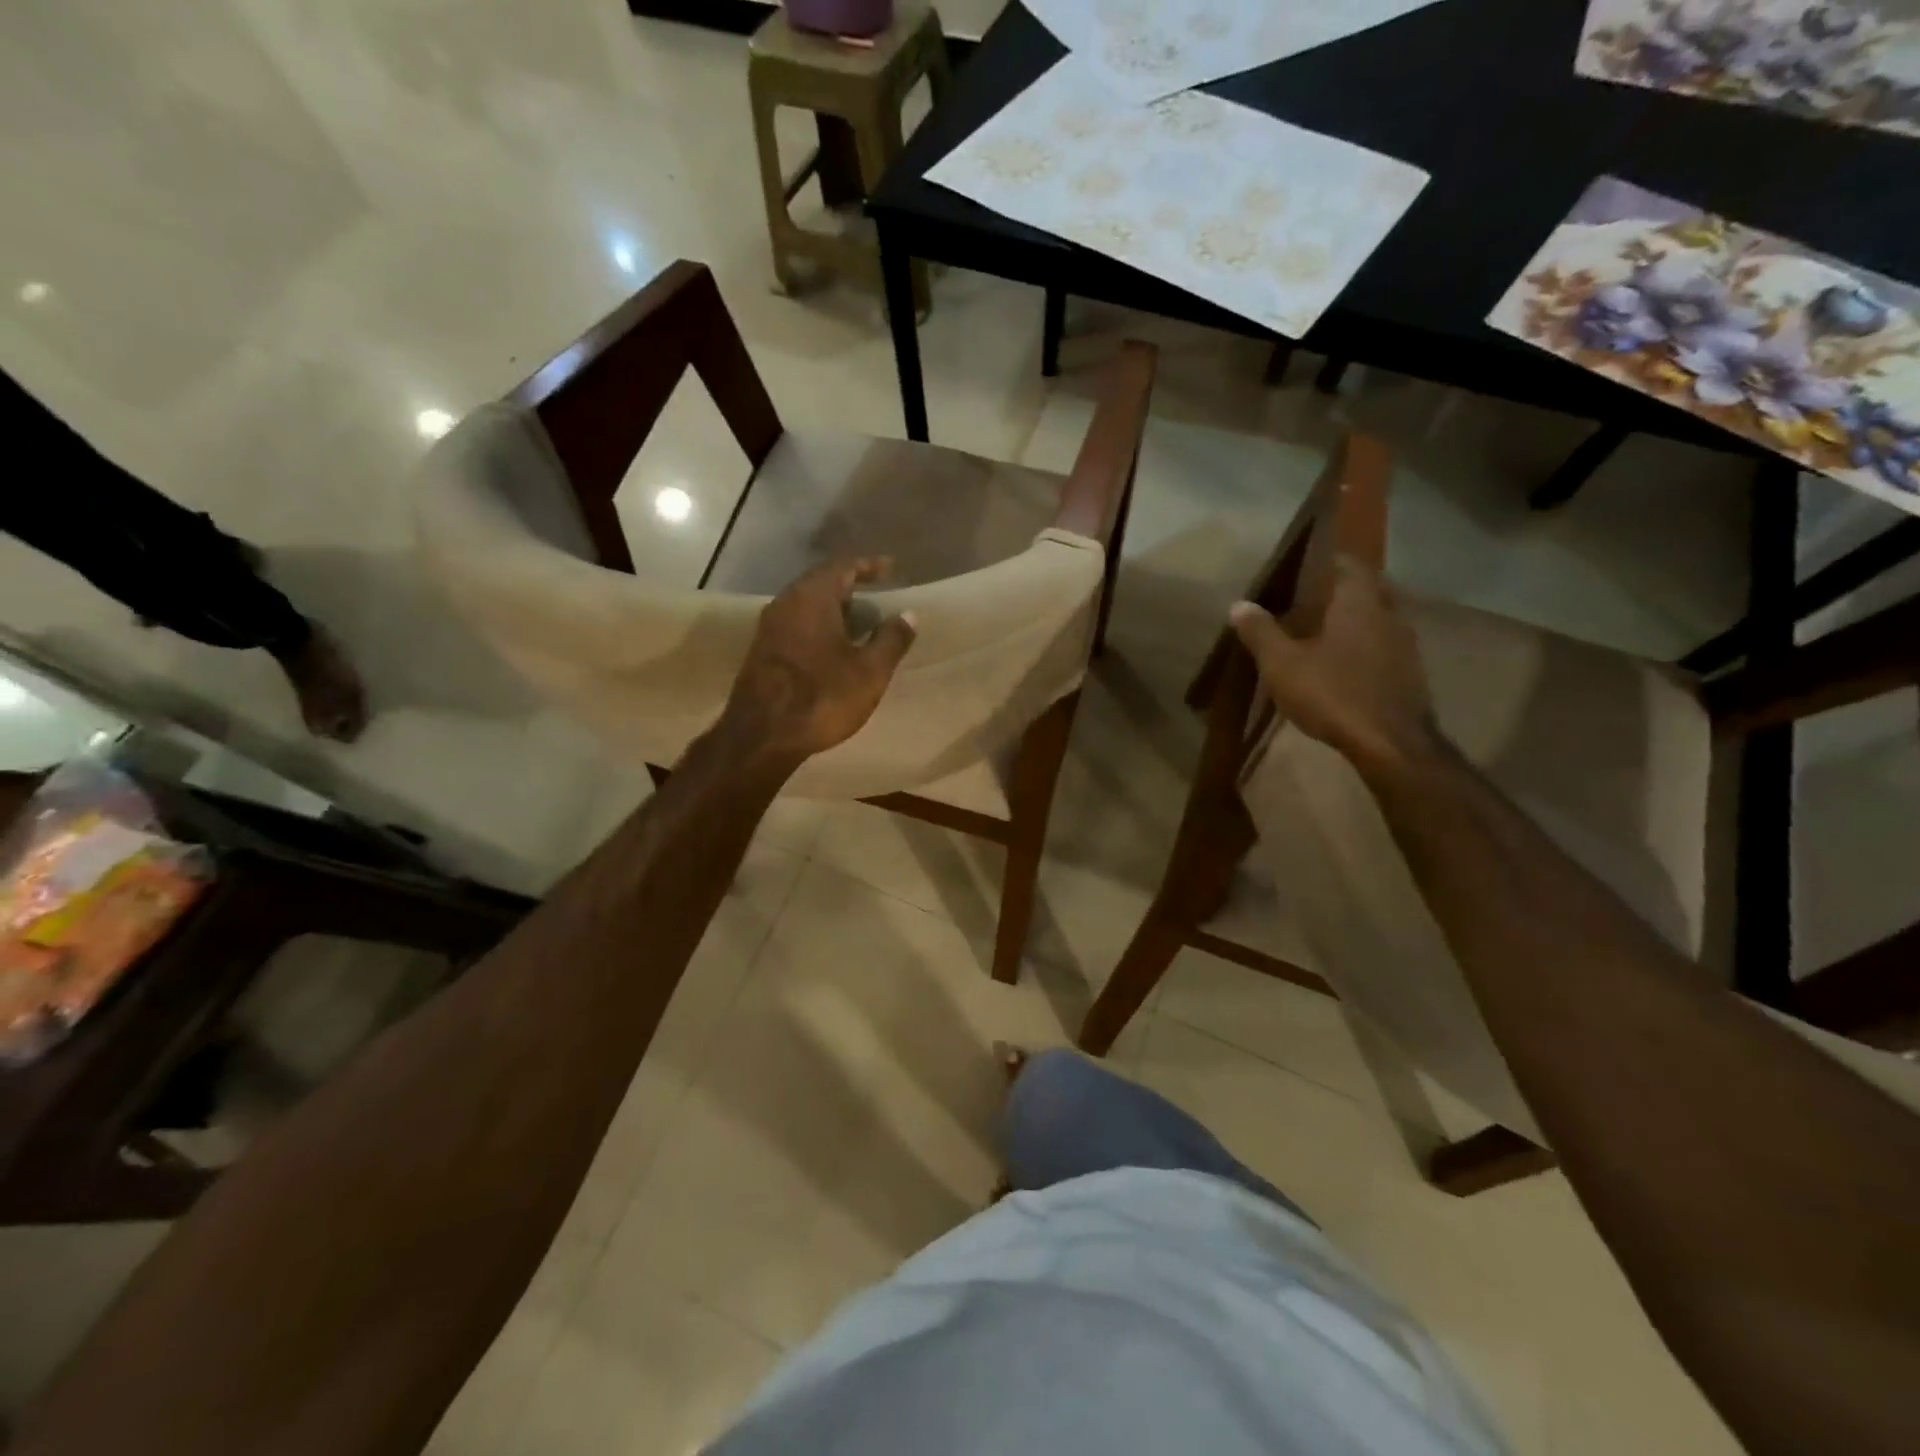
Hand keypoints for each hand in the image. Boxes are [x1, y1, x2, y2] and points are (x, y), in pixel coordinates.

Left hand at [718, 558, 916, 765]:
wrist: (761, 736)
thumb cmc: (821, 697)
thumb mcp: (869, 671)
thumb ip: (891, 639)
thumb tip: (908, 615)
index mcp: (812, 598)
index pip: (843, 566)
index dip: (869, 566)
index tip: (890, 569)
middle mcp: (785, 603)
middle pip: (821, 583)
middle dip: (851, 588)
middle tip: (877, 599)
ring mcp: (769, 628)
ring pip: (806, 606)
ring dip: (834, 610)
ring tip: (860, 625)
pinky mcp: (761, 652)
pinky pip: (796, 626)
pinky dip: (818, 628)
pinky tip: (834, 649)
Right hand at [1228, 557, 1435, 773]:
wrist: (1390, 744)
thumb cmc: (1333, 693)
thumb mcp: (1282, 664)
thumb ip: (1261, 632)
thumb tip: (1239, 604)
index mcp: (1359, 605)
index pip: (1351, 567)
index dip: (1333, 561)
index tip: (1312, 564)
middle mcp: (1388, 617)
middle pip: (1370, 592)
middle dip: (1346, 592)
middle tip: (1317, 599)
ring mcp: (1405, 648)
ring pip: (1380, 622)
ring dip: (1358, 623)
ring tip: (1328, 634)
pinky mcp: (1410, 677)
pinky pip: (1386, 651)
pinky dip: (1367, 650)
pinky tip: (1347, 668)